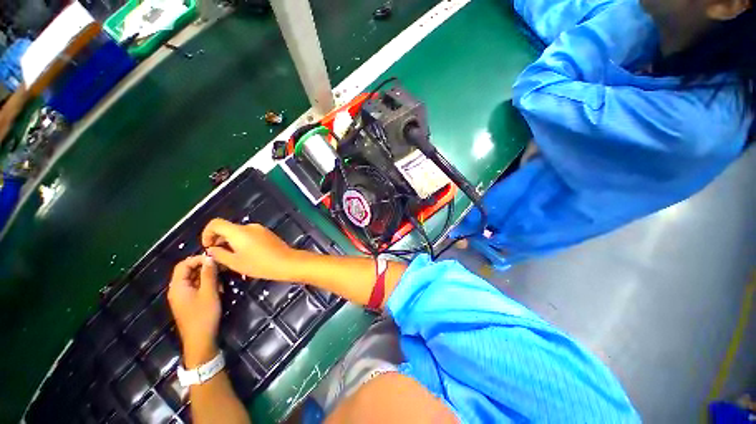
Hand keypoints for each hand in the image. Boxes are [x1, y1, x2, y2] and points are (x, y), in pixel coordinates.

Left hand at [167, 256, 221, 367]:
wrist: (200, 340)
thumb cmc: (204, 315)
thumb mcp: (209, 292)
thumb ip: (209, 274)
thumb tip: (210, 258)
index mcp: (178, 286)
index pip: (183, 265)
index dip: (198, 259)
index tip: (214, 259)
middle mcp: (177, 289)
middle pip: (188, 271)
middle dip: (204, 267)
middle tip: (221, 267)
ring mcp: (182, 296)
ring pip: (193, 279)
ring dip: (207, 276)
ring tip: (221, 279)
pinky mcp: (189, 302)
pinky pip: (196, 287)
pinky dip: (206, 284)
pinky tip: (218, 288)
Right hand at [201, 218, 301, 281]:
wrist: (286, 262)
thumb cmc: (259, 264)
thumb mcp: (235, 262)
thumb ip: (219, 254)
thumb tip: (212, 249)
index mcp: (238, 231)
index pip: (215, 223)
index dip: (207, 233)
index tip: (208, 246)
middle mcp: (249, 226)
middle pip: (228, 228)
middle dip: (219, 239)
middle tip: (218, 255)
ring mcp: (260, 229)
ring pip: (239, 232)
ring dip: (231, 241)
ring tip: (232, 256)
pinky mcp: (267, 233)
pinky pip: (250, 234)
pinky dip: (242, 241)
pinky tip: (246, 254)